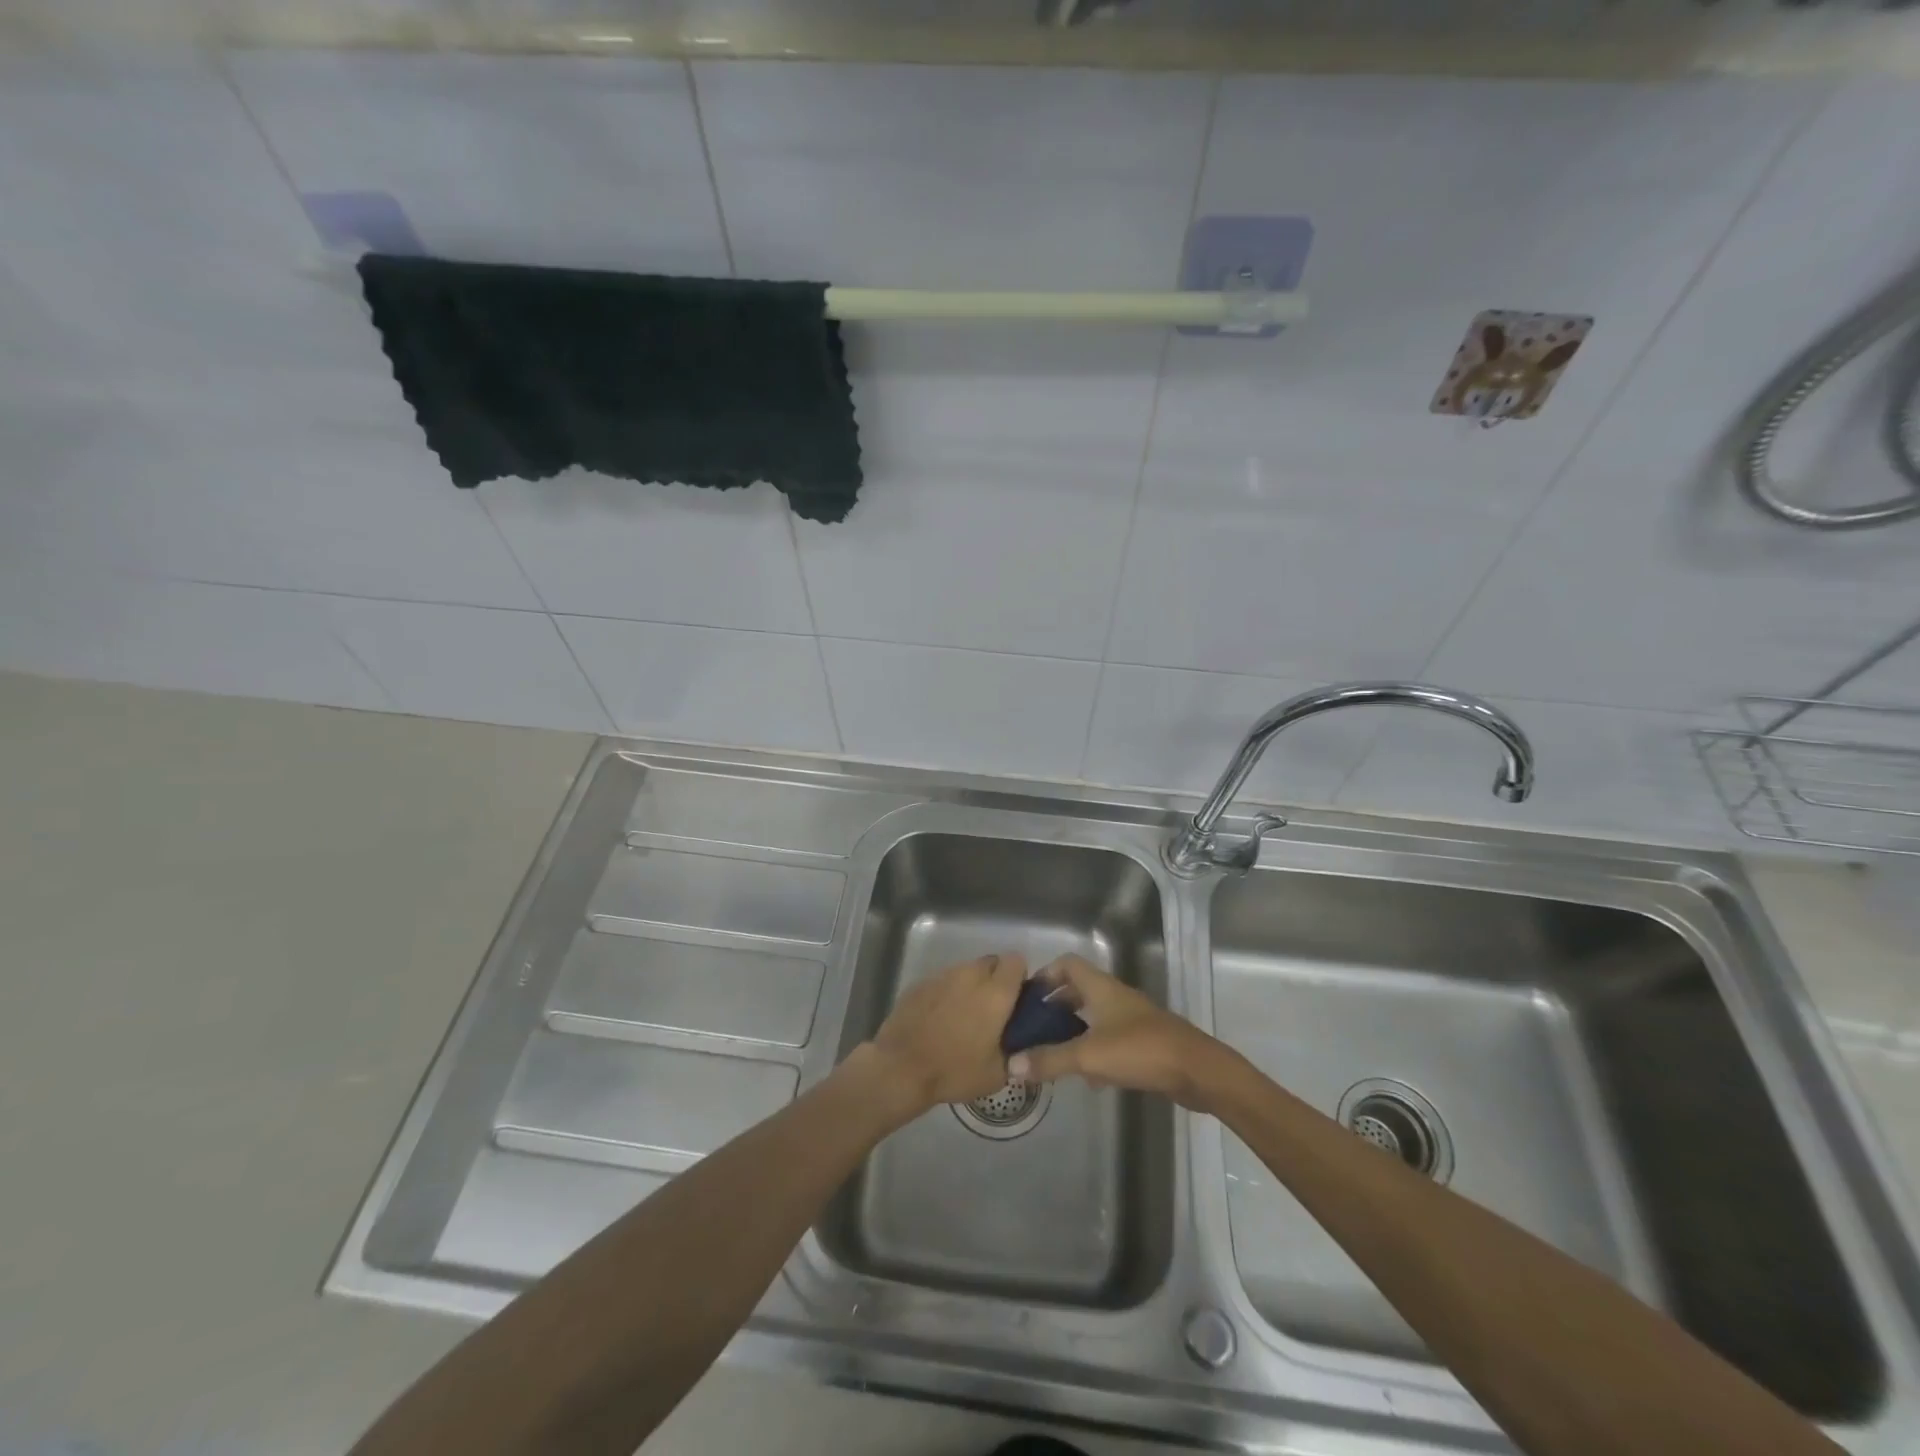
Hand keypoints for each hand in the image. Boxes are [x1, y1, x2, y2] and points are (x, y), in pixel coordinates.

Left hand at [863, 952, 1026, 1116]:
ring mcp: (942, 976)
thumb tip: (1018, 1043)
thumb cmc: (954, 1071)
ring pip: (965, 970)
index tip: (1016, 998)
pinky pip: (942, 981)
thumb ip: (1014, 1050)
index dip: (1018, 976)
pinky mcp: (920, 983)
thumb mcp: (997, 1074)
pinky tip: (938, 1018)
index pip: (1016, 961)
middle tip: (991, 1009)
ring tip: (963, 1015)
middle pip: (991, 961)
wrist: (901, 1068)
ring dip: (970, 985)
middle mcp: (970, 975)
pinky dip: (946, 993)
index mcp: (995, 992)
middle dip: (995, 979)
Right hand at [1006, 956, 1229, 1111]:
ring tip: (1052, 1052)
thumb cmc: (1140, 1050)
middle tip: (1034, 1026)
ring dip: (1073, 1029)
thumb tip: (1011, 1064)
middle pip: (1079, 990)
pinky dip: (1094, 1051)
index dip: (1046, 974)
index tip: (1027, 997)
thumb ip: (1050, 1059)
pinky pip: (1109, 1039)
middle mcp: (1115, 997)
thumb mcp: (1089, 1056)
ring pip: (1094, 1016)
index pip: (1068, 964)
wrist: (1197, 1071)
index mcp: (1101, 988)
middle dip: (1055, 1005)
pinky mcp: (1144, 1043)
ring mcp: (1132, 1019)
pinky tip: (1087, 1077)